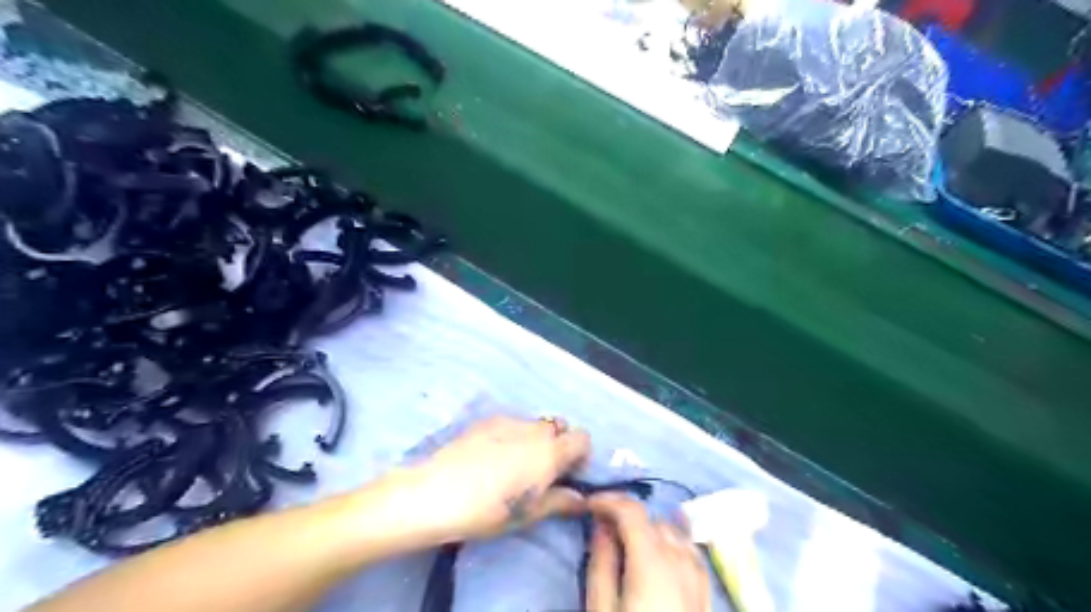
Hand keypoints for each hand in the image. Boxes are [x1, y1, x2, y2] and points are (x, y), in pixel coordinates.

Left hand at [392, 418, 592, 542]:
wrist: (435, 493)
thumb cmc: (487, 511)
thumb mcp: (527, 514)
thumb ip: (559, 502)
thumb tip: (581, 499)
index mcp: (550, 452)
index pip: (582, 438)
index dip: (579, 454)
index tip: (567, 473)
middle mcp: (534, 430)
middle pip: (559, 426)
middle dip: (558, 444)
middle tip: (541, 470)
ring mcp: (509, 421)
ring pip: (534, 424)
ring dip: (534, 439)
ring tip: (512, 464)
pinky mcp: (487, 420)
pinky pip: (511, 423)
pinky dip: (512, 435)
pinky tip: (491, 457)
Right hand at [583, 496, 712, 611]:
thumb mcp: (601, 608)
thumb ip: (601, 562)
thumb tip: (601, 525)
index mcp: (652, 562)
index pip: (632, 510)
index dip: (608, 500)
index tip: (588, 505)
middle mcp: (680, 561)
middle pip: (652, 520)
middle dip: (625, 518)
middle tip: (601, 530)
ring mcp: (698, 577)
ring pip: (672, 533)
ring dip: (648, 531)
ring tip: (627, 546)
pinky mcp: (706, 593)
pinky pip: (690, 552)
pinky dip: (671, 544)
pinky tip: (660, 557)